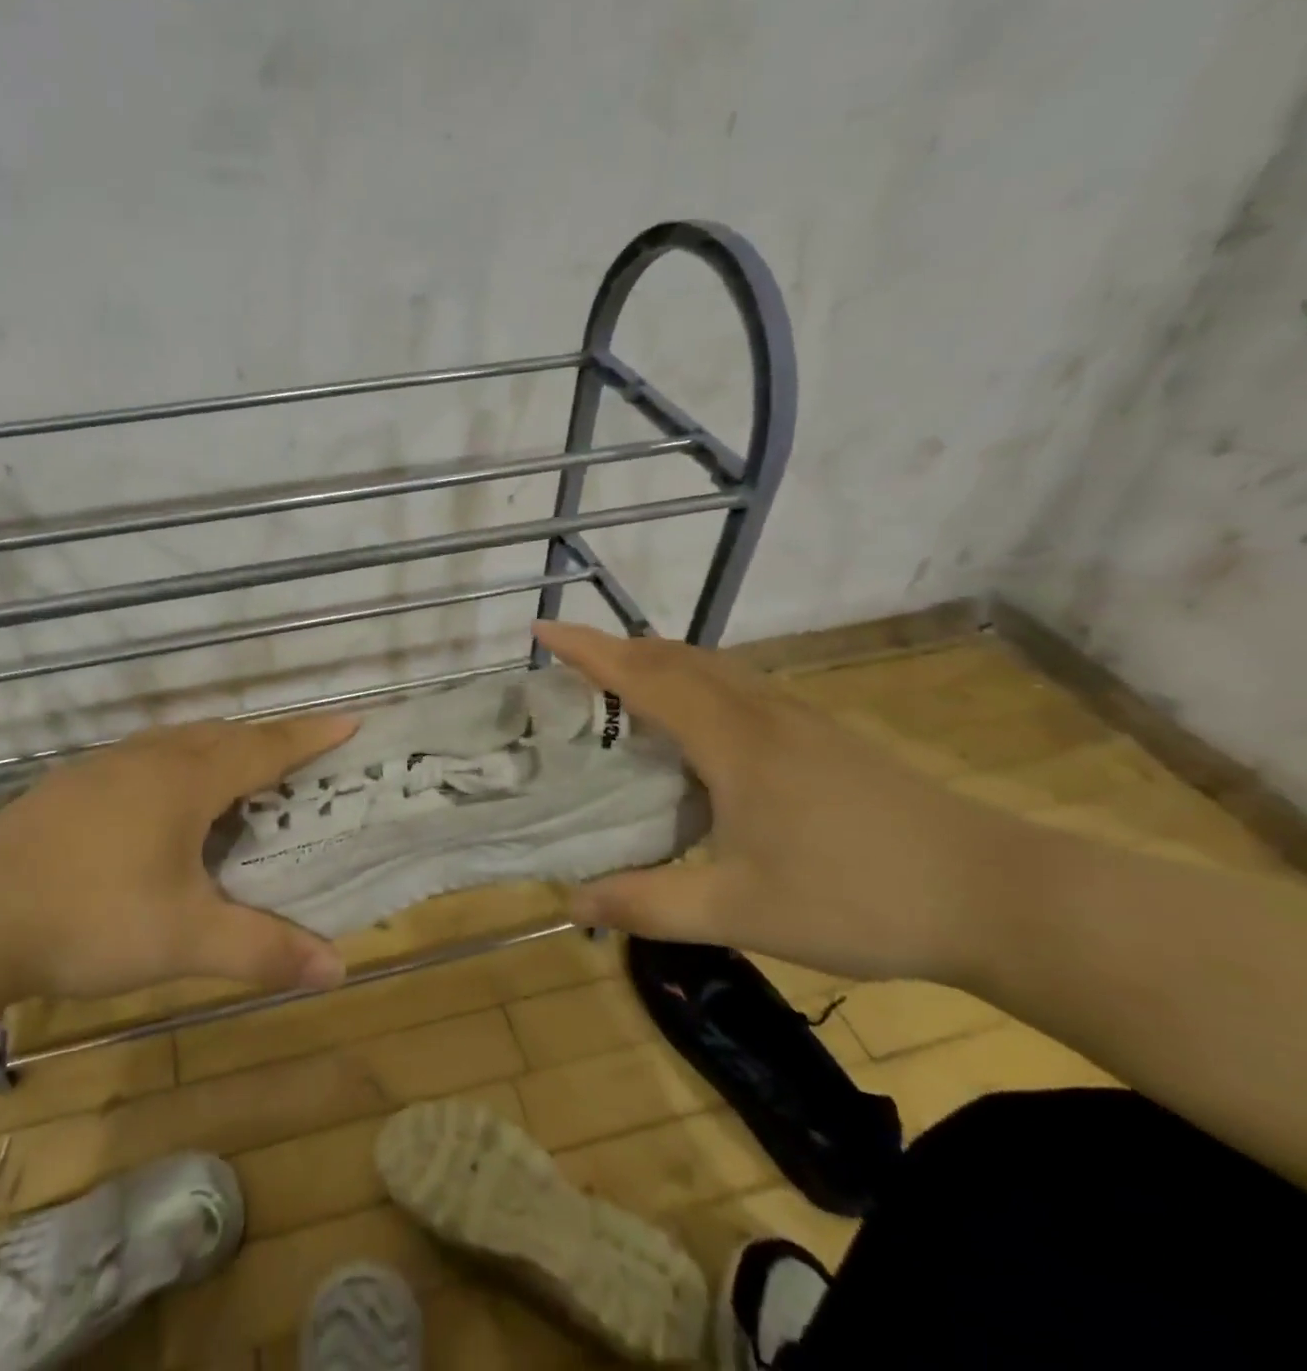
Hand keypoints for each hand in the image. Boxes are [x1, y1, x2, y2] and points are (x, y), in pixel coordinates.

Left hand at [0, 715, 356, 1003]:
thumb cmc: (91, 918)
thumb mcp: (185, 940)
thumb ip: (263, 949)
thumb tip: (337, 968)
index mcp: (186, 780)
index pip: (265, 748)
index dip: (310, 736)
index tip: (350, 721)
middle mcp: (150, 758)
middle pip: (224, 735)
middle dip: (269, 740)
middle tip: (301, 757)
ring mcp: (105, 765)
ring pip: (181, 740)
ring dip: (221, 747)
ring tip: (242, 772)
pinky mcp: (73, 784)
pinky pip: (147, 755)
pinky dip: (179, 762)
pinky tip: (167, 798)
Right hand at [534, 621, 1029, 983]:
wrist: (1001, 896)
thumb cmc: (860, 899)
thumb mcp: (739, 912)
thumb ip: (649, 904)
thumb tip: (570, 902)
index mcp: (732, 742)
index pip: (643, 678)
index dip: (587, 651)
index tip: (541, 631)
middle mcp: (762, 715)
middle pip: (677, 658)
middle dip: (618, 650)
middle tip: (572, 662)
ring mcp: (801, 722)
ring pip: (714, 668)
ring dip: (660, 662)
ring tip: (624, 685)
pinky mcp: (826, 738)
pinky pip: (741, 688)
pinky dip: (698, 683)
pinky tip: (701, 728)